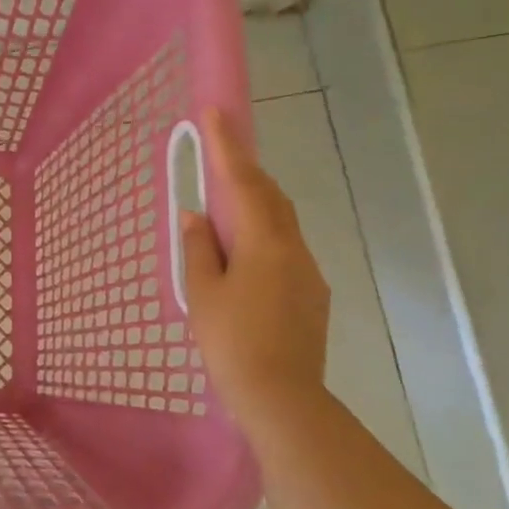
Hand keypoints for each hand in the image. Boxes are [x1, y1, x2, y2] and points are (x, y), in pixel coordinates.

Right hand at [180, 107, 330, 422]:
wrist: (282, 397)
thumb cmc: (232, 341)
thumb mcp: (202, 293)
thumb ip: (198, 248)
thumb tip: (195, 216)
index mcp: (263, 242)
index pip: (243, 182)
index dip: (227, 146)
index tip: (215, 112)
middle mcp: (293, 248)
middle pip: (270, 197)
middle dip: (244, 171)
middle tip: (219, 156)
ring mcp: (308, 272)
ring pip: (281, 223)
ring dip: (255, 204)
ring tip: (225, 206)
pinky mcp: (313, 294)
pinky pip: (286, 249)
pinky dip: (263, 236)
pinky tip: (244, 256)